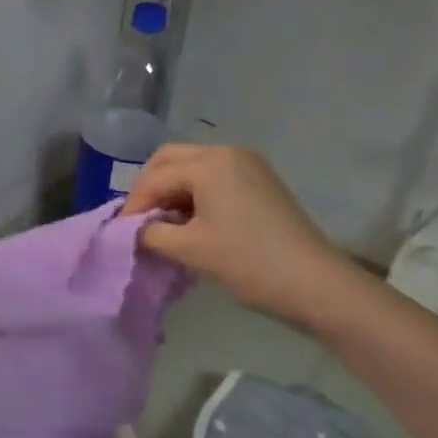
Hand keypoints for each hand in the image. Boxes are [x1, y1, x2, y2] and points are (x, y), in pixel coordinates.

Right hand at [121, 144, 363, 329]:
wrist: (317, 285)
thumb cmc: (249, 262)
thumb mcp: (191, 249)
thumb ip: (151, 234)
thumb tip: (134, 231)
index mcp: (210, 162)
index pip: (155, 177)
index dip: (133, 205)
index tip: (119, 233)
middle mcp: (228, 152)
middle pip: (171, 160)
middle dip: (150, 189)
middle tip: (138, 222)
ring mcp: (249, 165)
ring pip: (193, 168)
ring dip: (172, 192)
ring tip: (162, 227)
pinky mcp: (261, 183)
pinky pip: (214, 179)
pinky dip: (194, 196)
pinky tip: (190, 224)